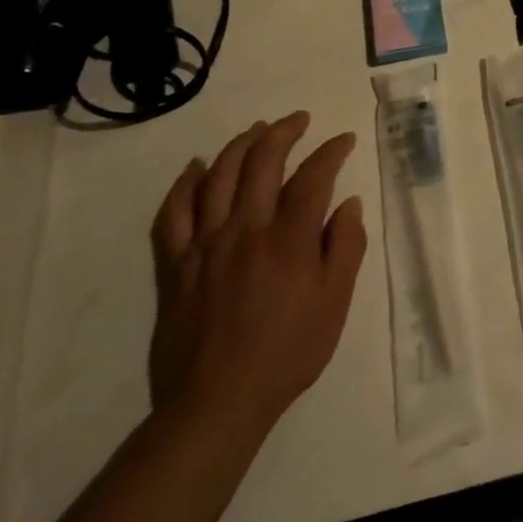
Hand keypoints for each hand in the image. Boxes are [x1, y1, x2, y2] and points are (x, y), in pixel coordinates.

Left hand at [148, 113, 367, 438]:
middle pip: (262, 161)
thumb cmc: (288, 352)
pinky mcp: (175, 264)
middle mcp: (246, 229)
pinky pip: (173, 213)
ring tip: (257, 129)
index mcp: (290, 238)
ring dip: (240, 144)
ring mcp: (205, 244)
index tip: (344, 140)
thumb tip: (349, 204)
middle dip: (284, 131)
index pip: (313, 176)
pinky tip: (196, 167)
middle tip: (299, 119)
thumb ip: (346, 247)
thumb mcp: (335, 303)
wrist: (218, 402)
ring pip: (218, 176)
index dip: (331, 151)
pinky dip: (185, 184)